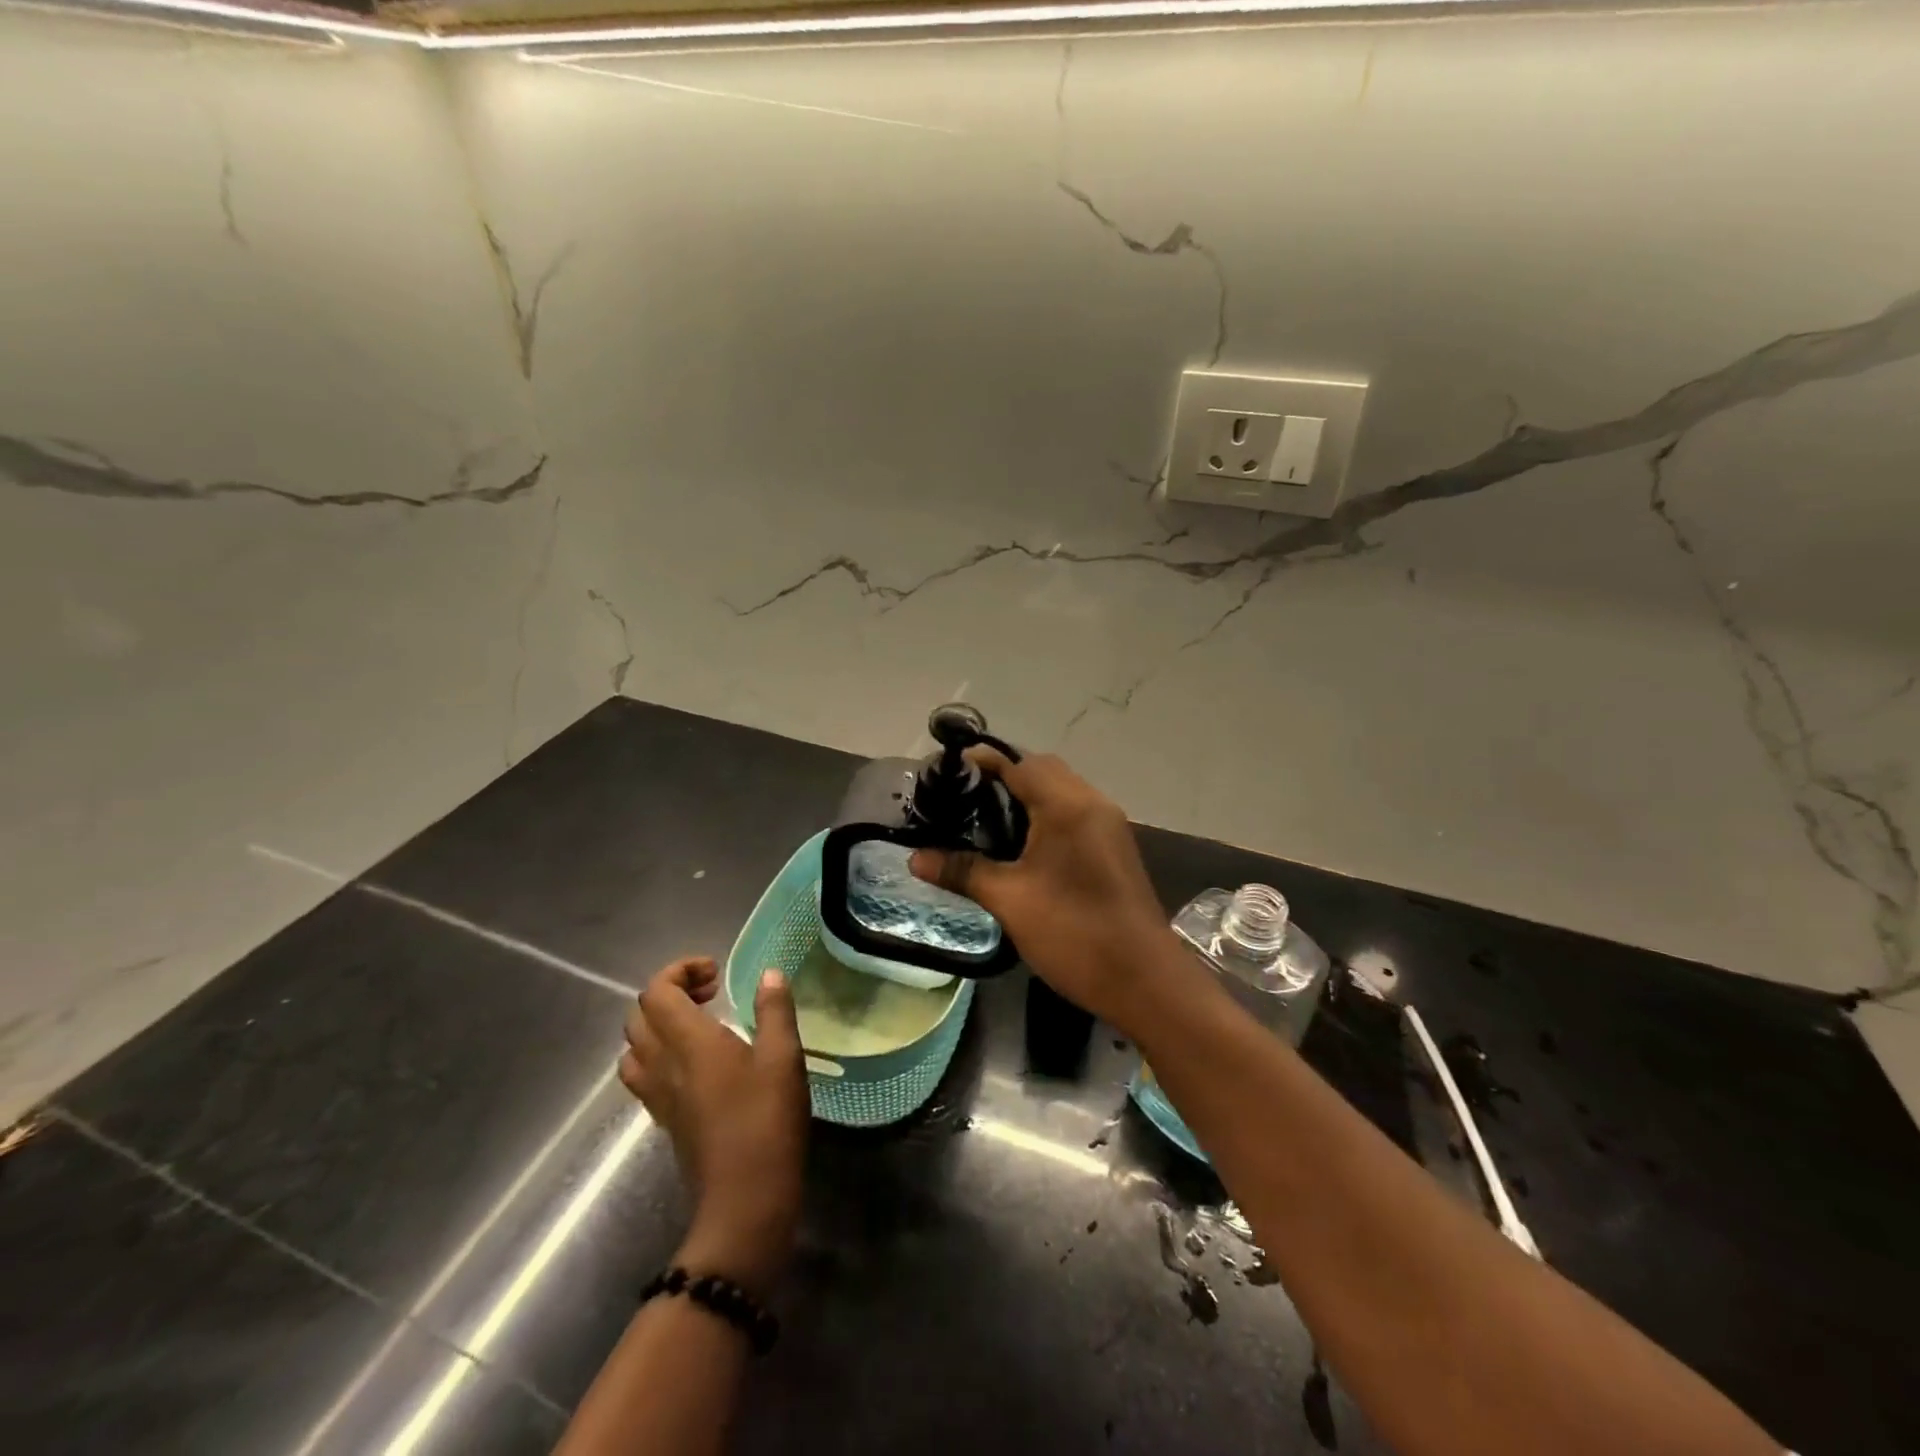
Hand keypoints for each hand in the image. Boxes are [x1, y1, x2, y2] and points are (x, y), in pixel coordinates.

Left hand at [619, 957, 807, 1295]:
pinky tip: (698, 1063)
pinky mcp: (665, 1119)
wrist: (744, 1202)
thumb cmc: (766, 1122)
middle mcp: (663, 1065)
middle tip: (711, 993)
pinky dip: (660, 1054)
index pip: (656, 993)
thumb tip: (770, 974)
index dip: (678, 971)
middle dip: (670, 992)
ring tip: (700, 1024)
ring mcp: (658, 1096)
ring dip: (659, 1024)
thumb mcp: (783, 1058)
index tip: (715, 973)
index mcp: (689, 1043)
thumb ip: (774, 1010)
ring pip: (635, 1047)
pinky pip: (643, 1074)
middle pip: (639, 1016)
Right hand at [909, 748, 1182, 1026]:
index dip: (981, 763)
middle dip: (1004, 776)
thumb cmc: (1073, 933)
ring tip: (986, 820)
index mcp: (1067, 806)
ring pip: (1062, 791)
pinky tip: (1023, 846)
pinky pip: (1076, 813)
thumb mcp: (1009, 901)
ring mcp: (1109, 825)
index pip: (1018, 763)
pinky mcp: (1115, 847)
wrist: (1144, 980)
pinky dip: (1047, 814)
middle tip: (964, 799)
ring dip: (1028, 795)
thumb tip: (915, 858)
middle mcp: (1092, 803)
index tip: (946, 772)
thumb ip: (963, 871)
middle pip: (1043, 769)